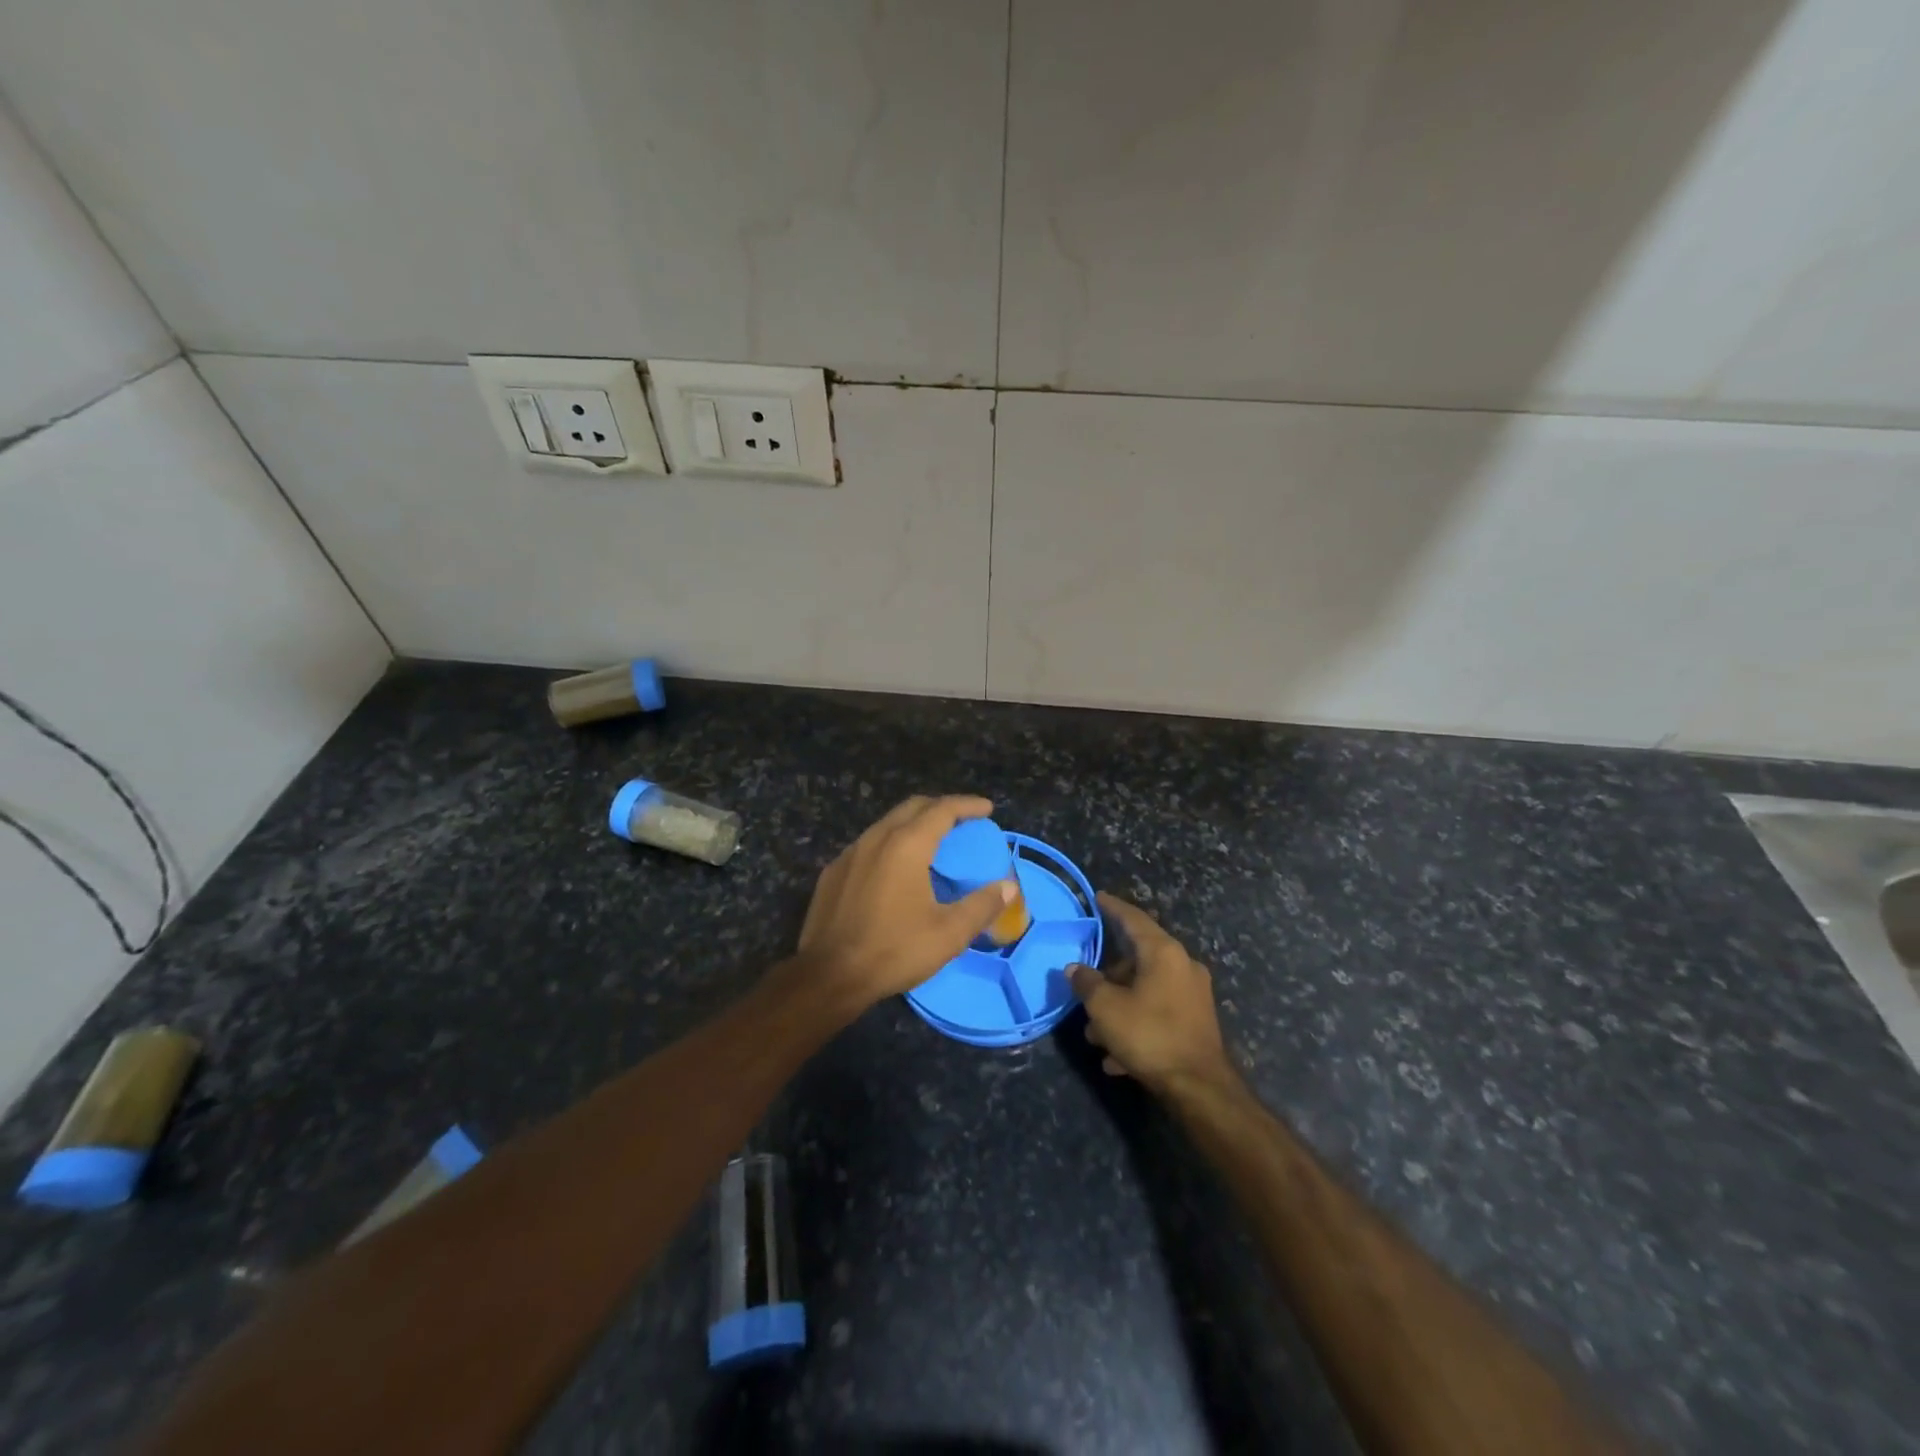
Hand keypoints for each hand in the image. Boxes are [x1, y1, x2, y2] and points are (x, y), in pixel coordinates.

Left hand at [795, 796, 1016, 1015]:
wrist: (828, 976)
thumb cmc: (894, 950)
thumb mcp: (948, 933)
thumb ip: (982, 905)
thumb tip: (1009, 887)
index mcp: (906, 845)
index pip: (942, 809)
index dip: (967, 805)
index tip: (987, 809)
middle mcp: (876, 838)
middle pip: (912, 807)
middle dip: (940, 807)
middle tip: (962, 820)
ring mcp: (850, 853)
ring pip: (886, 824)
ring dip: (913, 824)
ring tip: (932, 842)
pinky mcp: (832, 872)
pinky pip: (868, 845)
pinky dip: (890, 844)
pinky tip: (894, 868)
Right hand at [1070, 892, 1230, 1094]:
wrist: (1200, 1087)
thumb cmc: (1149, 1035)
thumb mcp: (1106, 1008)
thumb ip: (1087, 983)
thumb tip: (1075, 969)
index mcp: (1163, 952)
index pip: (1133, 919)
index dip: (1113, 907)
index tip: (1098, 897)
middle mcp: (1182, 965)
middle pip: (1138, 959)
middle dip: (1108, 978)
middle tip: (1086, 990)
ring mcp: (1193, 994)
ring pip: (1145, 990)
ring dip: (1119, 1007)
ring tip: (1096, 1035)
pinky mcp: (1197, 1021)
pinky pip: (1158, 1013)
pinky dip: (1137, 1024)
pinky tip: (1117, 1057)